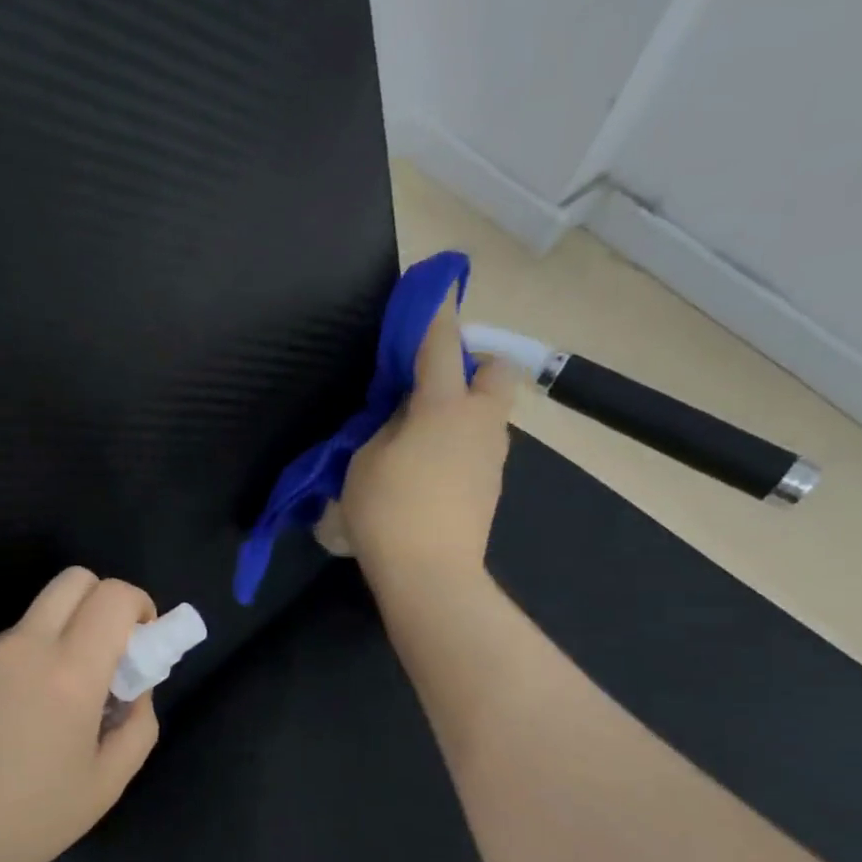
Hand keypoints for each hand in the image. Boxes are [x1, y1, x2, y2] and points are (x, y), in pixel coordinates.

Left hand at [0, 568, 160, 861]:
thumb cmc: (28, 823)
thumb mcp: (106, 784)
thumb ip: (137, 724)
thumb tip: (133, 687)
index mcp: (68, 673)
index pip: (113, 596)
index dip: (138, 604)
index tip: (140, 638)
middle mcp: (21, 647)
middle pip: (72, 580)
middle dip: (100, 600)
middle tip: (102, 653)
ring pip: (31, 623)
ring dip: (52, 644)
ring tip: (37, 714)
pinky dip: (11, 671)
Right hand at [339, 290, 517, 583]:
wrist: (430, 574)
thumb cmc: (388, 511)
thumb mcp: (366, 460)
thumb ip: (386, 426)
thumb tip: (403, 415)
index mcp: (443, 407)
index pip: (441, 345)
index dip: (436, 314)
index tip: (439, 287)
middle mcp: (479, 422)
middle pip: (495, 370)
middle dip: (471, 364)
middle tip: (430, 383)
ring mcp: (492, 455)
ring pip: (489, 412)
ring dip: (462, 408)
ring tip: (419, 434)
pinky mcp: (491, 485)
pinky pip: (480, 444)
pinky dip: (460, 441)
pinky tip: (428, 469)